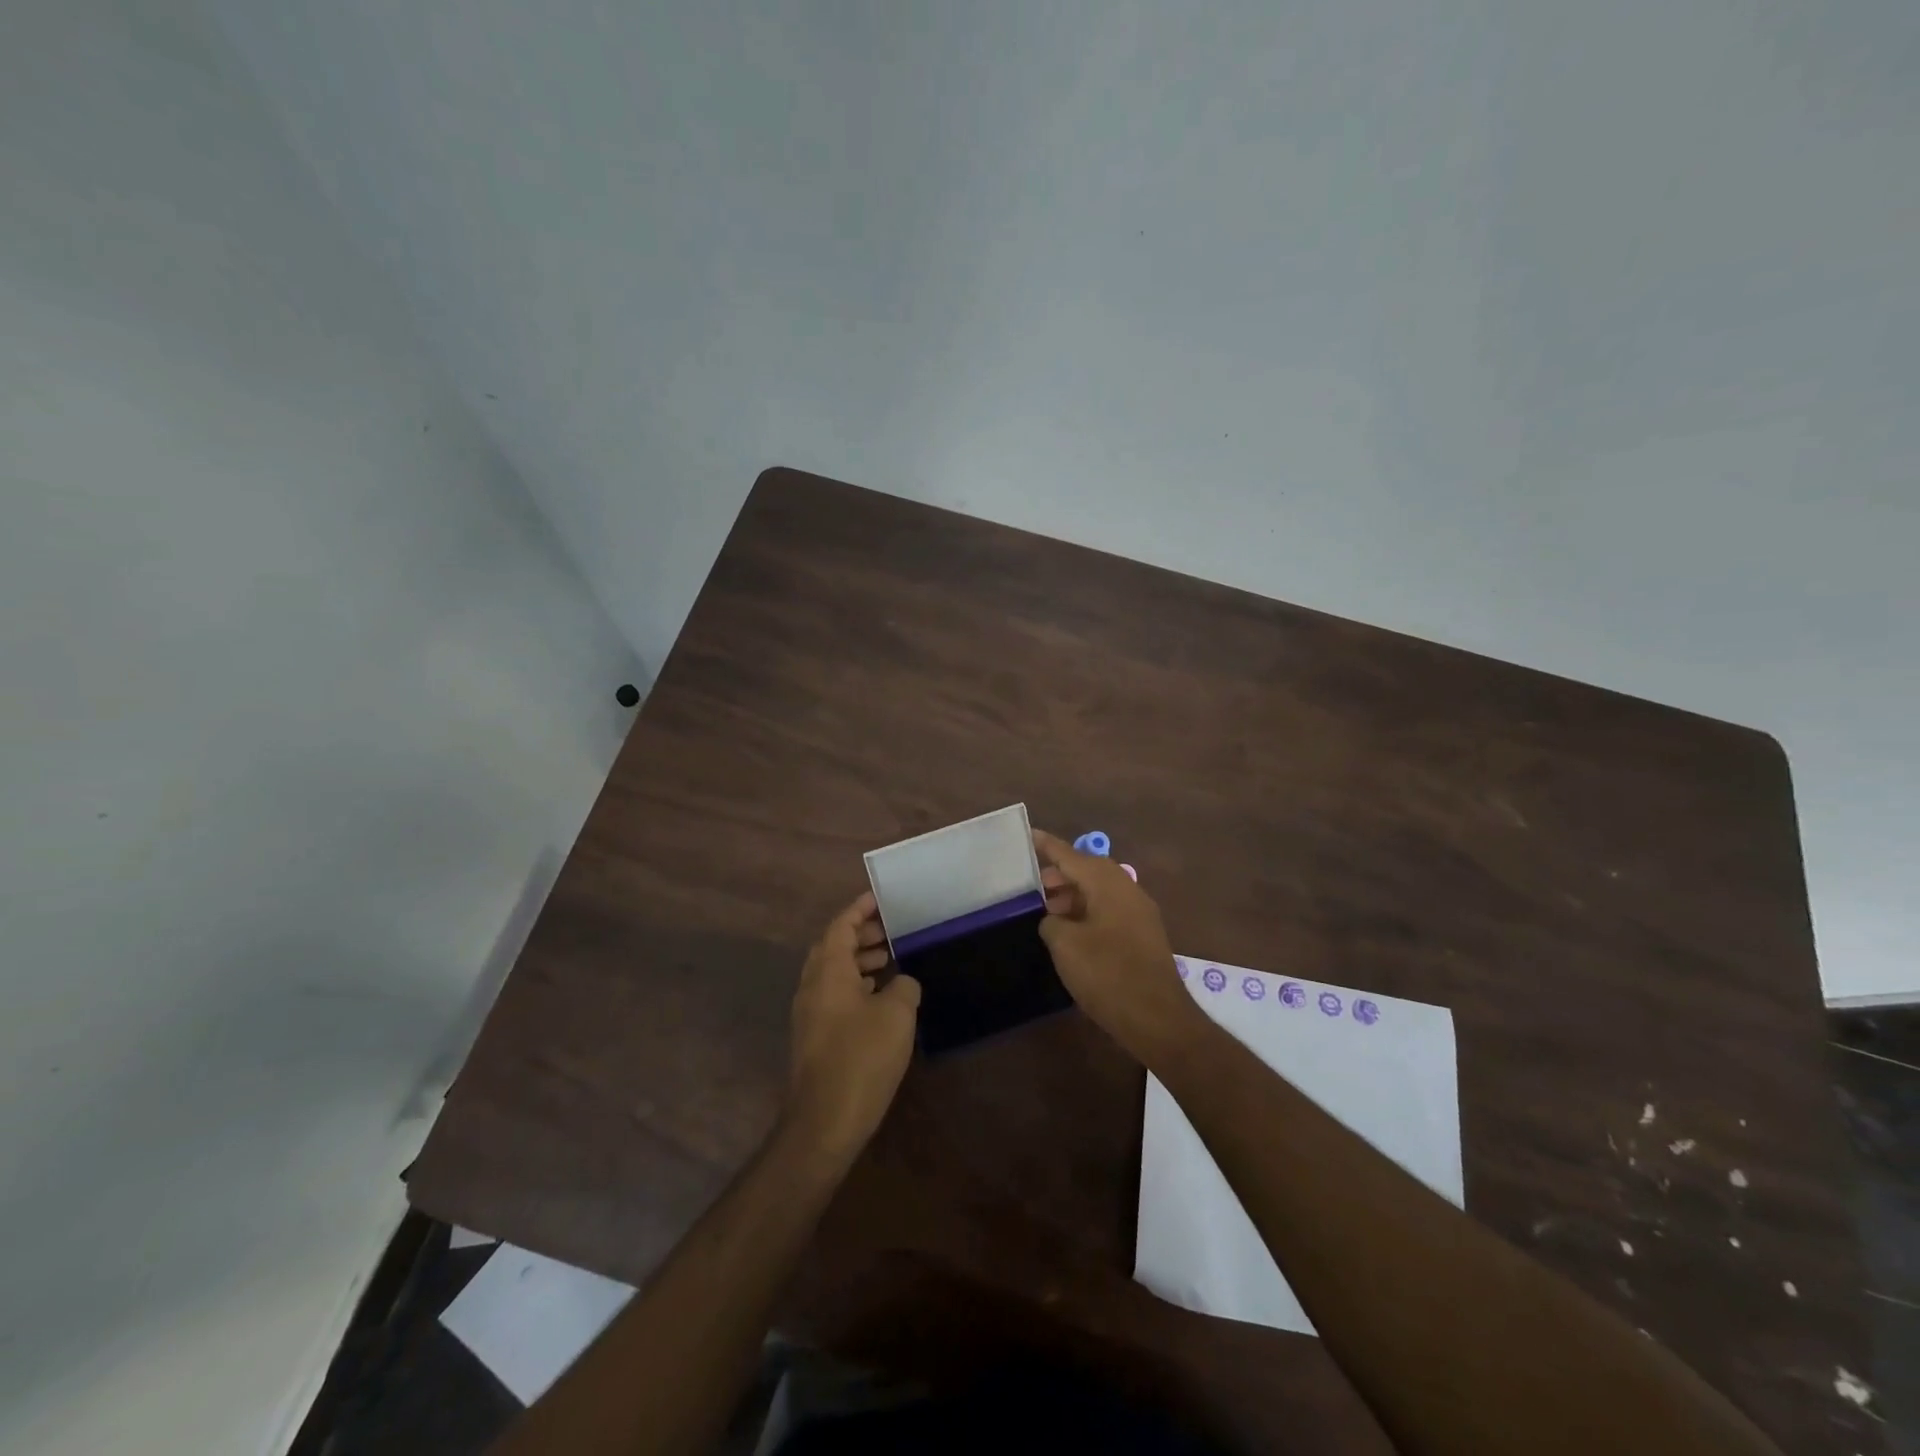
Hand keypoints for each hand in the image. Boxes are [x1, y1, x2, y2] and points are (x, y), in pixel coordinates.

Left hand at [786, 892, 920, 1157]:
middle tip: (891, 929)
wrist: (825, 1121)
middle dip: (861, 934)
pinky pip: (835, 994)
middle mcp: (812, 986)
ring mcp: (810, 1013)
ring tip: (891, 958)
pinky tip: (882, 997)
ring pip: (834, 972)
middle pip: (833, 947)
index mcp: (827, 971)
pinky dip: (857, 984)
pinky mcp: (816, 1036)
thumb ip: (903, 986)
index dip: (859, 909)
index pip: (840, 926)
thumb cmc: (861, 1058)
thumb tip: (902, 982)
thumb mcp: (896, 1014)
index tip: (880, 898)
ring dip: (859, 960)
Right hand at [1034, 830, 1203, 1065]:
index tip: (1026, 834)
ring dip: (1072, 896)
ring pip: (1099, 891)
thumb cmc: (1107, 975)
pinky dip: (1087, 912)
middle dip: (1058, 875)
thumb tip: (1053, 919)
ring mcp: (1139, 912)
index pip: (1070, 855)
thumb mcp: (1065, 946)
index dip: (1046, 845)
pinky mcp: (1143, 935)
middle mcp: (1126, 889)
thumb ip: (1051, 922)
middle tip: (1030, 886)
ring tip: (1045, 912)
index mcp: (1107, 883)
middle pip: (1087, 870)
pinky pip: (1109, 910)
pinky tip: (1070, 932)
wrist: (1158, 1019)